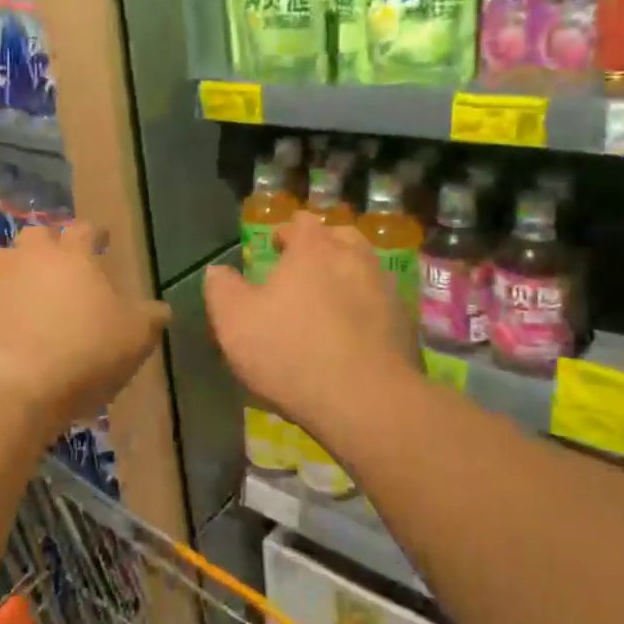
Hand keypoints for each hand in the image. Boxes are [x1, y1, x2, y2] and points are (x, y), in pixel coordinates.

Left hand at [0, 221, 170, 438]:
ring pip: (1, 260)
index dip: (96, 233)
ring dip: (14, 269)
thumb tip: (159, 308)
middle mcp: (30, 258)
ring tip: (27, 291)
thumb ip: (150, 317)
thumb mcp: (135, 338)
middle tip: (61, 265)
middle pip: (37, 235)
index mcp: (73, 256)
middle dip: (49, 245)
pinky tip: (5, 327)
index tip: (103, 240)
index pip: (85, 229)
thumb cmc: (83, 355)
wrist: (10, 392)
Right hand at [204, 210, 419, 439]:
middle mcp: (355, 257)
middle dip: (322, 246)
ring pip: (365, 267)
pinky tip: (354, 330)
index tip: (276, 248)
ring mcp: (385, 288)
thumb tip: (218, 270)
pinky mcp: (404, 322)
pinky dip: (366, 307)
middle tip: (304, 269)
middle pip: (340, 236)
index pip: (302, 222)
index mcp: (314, 248)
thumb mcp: (234, 322)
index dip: (287, 231)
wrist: (365, 400)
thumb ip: (222, 288)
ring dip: (347, 274)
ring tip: (329, 298)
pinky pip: (381, 302)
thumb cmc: (291, 352)